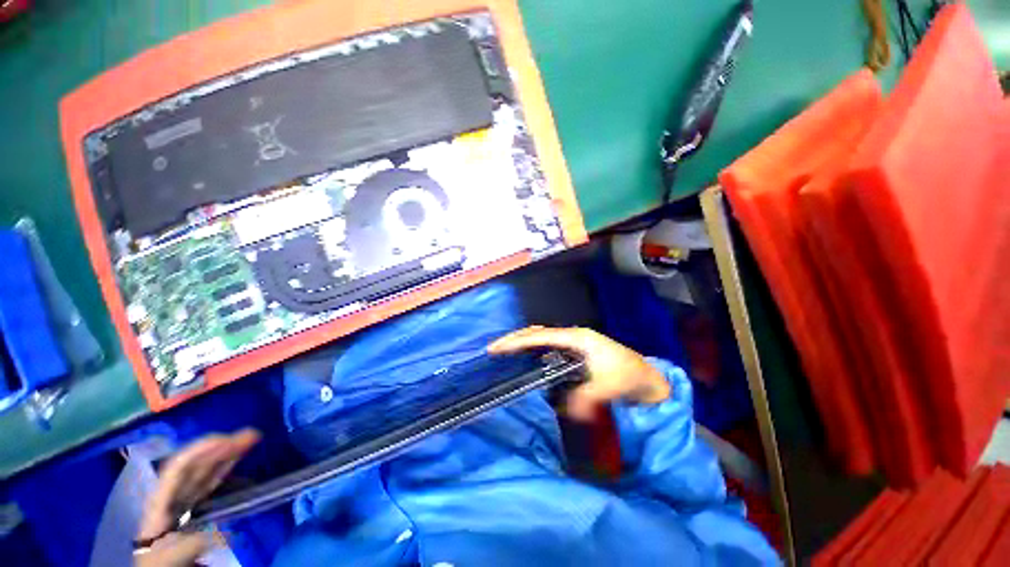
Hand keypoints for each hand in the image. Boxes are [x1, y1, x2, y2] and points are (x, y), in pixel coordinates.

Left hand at [135, 429, 259, 566]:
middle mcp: (174, 493)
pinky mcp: (196, 505)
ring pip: (207, 470)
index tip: (228, 440)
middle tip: (252, 435)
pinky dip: (226, 467)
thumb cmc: (160, 560)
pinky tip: (237, 459)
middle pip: (197, 465)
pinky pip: (211, 481)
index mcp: (162, 500)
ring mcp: (185, 498)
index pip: (178, 468)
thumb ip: (192, 542)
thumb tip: (223, 531)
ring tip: (251, 440)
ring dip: (227, 453)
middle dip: (222, 447)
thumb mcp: (171, 555)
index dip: (200, 451)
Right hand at [489, 326, 669, 420]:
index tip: (497, 348)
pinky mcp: (575, 350)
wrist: (648, 377)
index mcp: (577, 337)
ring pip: (541, 336)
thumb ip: (588, 397)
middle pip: (537, 332)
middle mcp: (572, 335)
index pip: (541, 336)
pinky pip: (548, 345)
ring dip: (523, 342)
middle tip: (494, 350)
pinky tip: (527, 358)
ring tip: (505, 352)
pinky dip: (533, 348)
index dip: (517, 341)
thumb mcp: (611, 386)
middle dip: (515, 338)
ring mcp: (573, 341)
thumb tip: (565, 409)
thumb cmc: (630, 376)